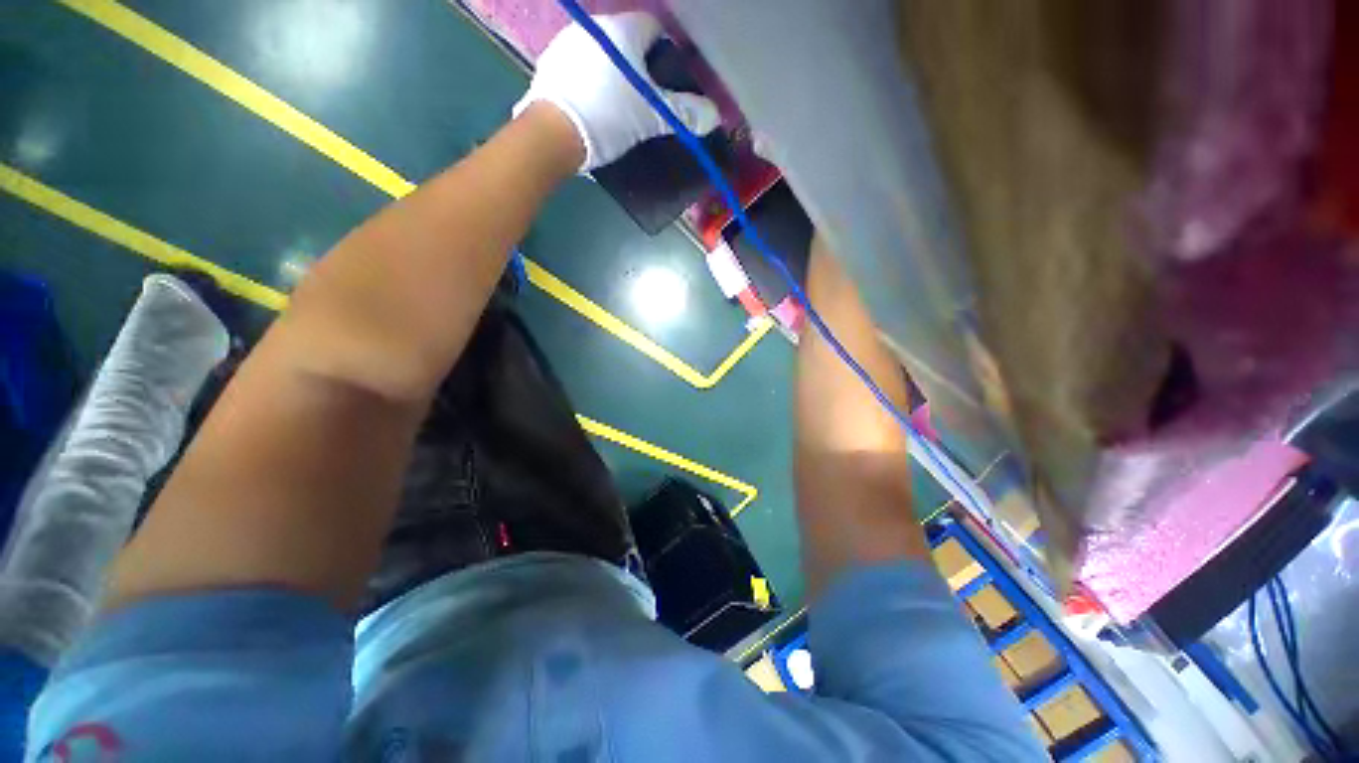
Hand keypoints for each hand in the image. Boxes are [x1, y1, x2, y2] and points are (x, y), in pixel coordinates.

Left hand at [514, 12, 720, 170]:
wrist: (552, 135)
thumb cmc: (607, 118)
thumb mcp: (650, 118)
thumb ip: (683, 114)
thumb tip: (715, 115)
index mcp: (622, 31)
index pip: (655, 28)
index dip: (666, 54)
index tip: (669, 82)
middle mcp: (595, 28)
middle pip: (628, 42)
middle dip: (641, 68)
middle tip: (647, 101)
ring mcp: (567, 43)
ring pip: (603, 55)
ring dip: (614, 75)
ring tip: (619, 108)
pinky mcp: (550, 64)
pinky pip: (580, 67)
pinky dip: (591, 82)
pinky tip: (593, 107)